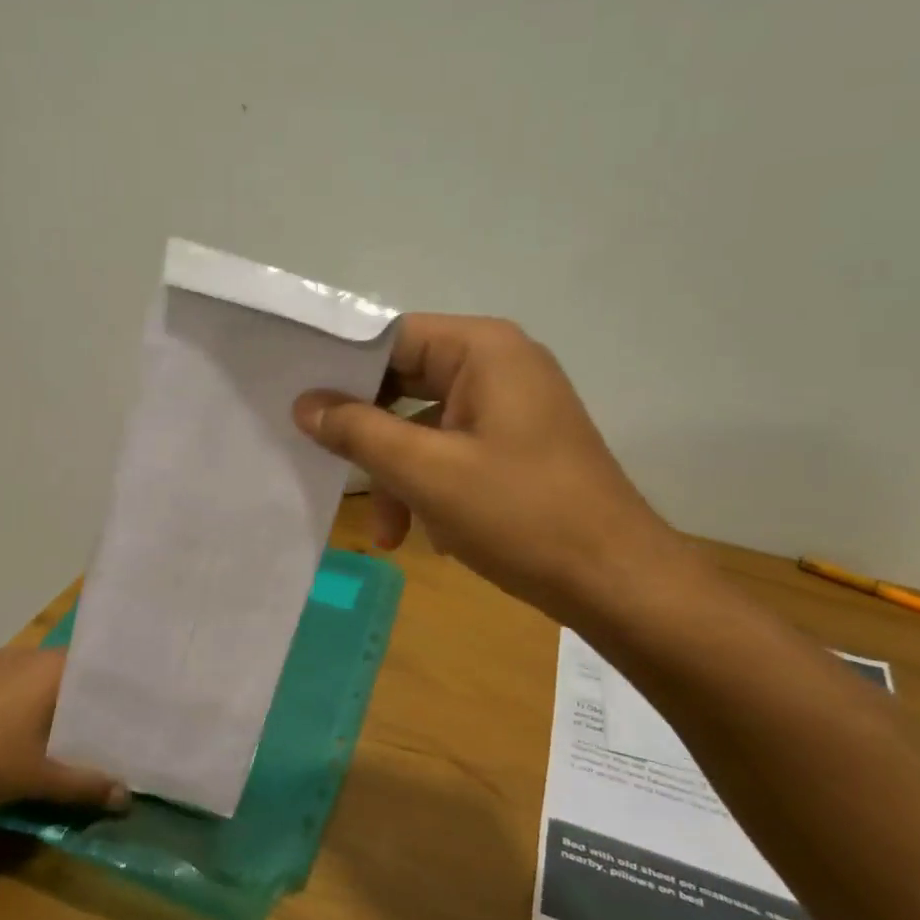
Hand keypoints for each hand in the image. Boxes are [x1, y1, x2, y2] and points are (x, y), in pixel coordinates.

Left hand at [0, 648, 130, 814]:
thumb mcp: (41, 779)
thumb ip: (85, 786)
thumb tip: (126, 798)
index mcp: (48, 668)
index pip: (92, 666)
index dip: (107, 688)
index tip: (122, 707)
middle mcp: (22, 654)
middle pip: (60, 670)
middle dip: (73, 697)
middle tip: (90, 726)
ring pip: (28, 675)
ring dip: (39, 698)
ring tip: (49, 730)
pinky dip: (9, 701)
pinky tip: (2, 730)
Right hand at [294, 314, 684, 625]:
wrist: (618, 582)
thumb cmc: (521, 515)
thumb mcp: (426, 472)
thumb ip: (358, 431)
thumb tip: (305, 403)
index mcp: (483, 350)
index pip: (392, 337)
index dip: (343, 370)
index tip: (300, 406)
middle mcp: (500, 365)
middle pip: (407, 382)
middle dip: (370, 436)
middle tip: (328, 466)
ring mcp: (513, 407)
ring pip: (426, 425)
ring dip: (399, 475)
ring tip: (388, 533)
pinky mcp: (518, 446)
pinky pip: (454, 450)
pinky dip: (430, 486)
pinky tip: (425, 534)